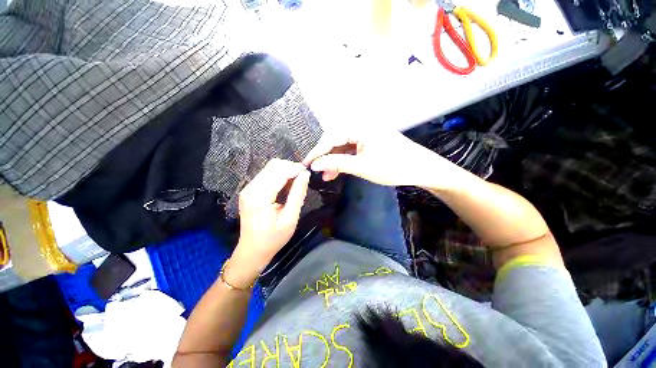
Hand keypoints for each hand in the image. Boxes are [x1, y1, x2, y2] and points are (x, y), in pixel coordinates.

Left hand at [227, 159, 310, 287]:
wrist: (252, 250)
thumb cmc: (273, 239)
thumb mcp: (290, 219)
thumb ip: (297, 194)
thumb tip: (305, 175)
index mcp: (260, 196)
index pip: (280, 171)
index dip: (296, 168)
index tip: (308, 173)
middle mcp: (251, 188)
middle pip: (273, 165)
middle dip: (291, 168)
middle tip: (303, 178)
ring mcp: (248, 188)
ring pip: (270, 168)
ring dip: (285, 171)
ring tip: (296, 182)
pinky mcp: (249, 190)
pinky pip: (266, 174)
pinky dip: (279, 176)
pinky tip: (286, 186)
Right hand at [303, 130, 446, 186]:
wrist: (421, 169)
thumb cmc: (393, 167)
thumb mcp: (361, 166)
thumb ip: (336, 163)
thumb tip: (315, 164)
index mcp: (359, 127)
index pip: (331, 138)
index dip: (317, 152)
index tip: (306, 164)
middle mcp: (361, 127)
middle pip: (336, 141)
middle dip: (326, 157)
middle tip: (317, 172)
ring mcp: (366, 135)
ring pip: (343, 147)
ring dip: (334, 161)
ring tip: (327, 176)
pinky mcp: (370, 142)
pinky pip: (352, 150)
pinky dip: (344, 161)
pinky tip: (338, 171)